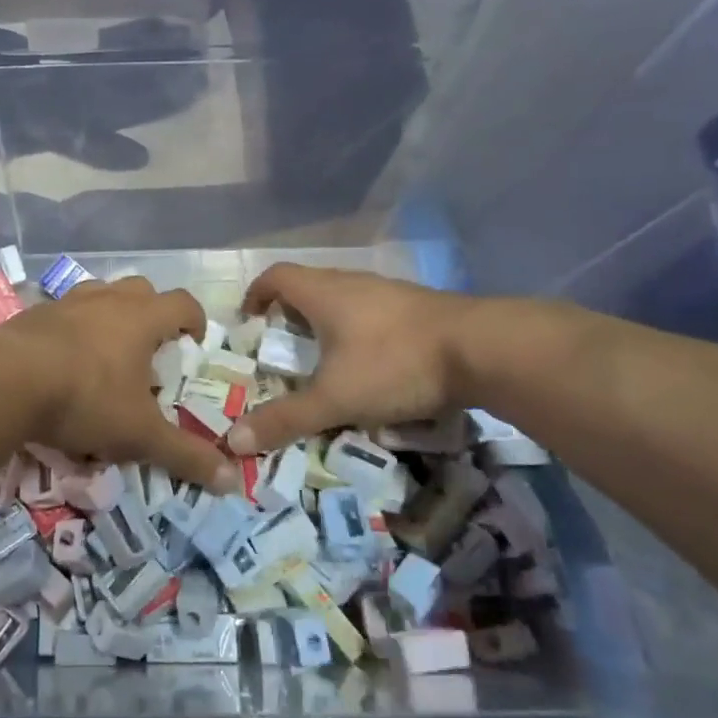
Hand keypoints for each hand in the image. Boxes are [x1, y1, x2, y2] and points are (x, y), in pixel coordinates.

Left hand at [0, 276, 240, 492]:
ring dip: (109, 315)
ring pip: (99, 294)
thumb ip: (184, 455)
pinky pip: (62, 313)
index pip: (182, 303)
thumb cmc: (85, 399)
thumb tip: (231, 481)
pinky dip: (71, 328)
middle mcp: (106, 300)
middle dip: (151, 313)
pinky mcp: (32, 314)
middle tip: (150, 348)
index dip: (194, 320)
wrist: (5, 381)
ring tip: (106, 351)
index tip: (193, 344)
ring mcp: (66, 303)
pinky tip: (61, 360)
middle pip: (141, 290)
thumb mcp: (139, 434)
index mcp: (141, 318)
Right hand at [226, 265, 477, 455]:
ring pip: (344, 299)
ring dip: (327, 322)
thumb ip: (286, 419)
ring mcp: (390, 292)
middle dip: (289, 314)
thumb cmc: (395, 364)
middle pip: (309, 286)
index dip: (256, 294)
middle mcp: (353, 283)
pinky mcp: (419, 308)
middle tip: (282, 348)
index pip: (276, 276)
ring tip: (324, 360)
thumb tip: (232, 441)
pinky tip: (371, 364)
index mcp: (324, 293)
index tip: (249, 321)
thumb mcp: (335, 398)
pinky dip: (359, 331)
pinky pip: (374, 312)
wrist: (485, 350)